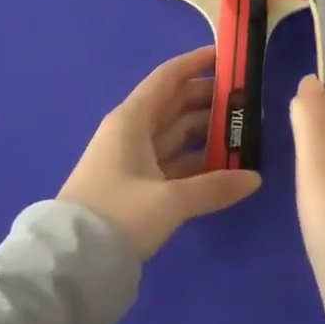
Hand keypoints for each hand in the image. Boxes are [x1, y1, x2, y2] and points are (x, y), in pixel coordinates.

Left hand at [59, 46, 261, 259]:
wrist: (69, 266)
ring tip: (245, 132)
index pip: (169, 77)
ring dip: (208, 132)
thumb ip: (214, 187)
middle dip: (211, 100)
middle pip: (176, 105)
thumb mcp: (170, 201)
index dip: (198, 63)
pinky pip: (173, 162)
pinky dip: (197, 161)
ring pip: (177, 134)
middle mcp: (132, 132)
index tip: (229, 57)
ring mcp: (133, 160)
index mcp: (132, 120)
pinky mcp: (135, 187)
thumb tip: (254, 178)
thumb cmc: (118, 215)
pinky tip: (225, 166)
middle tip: (249, 101)